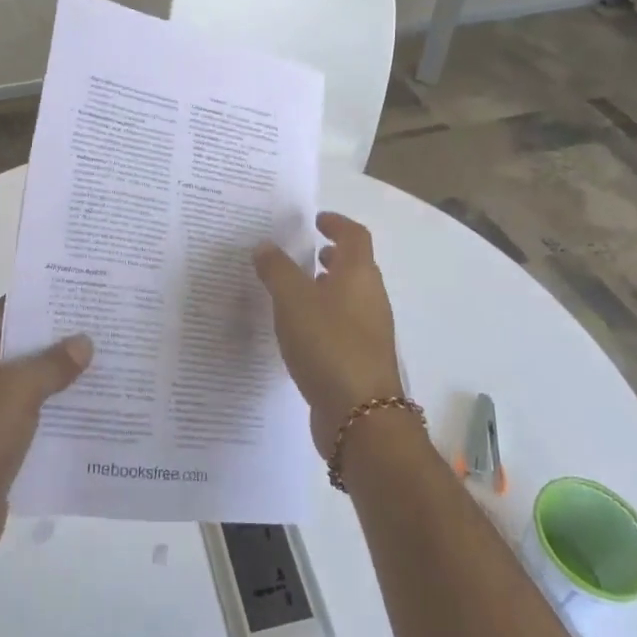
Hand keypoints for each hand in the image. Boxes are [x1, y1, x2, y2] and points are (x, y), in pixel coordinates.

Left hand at [0, 300, 92, 584]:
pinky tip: (93, 406)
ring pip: (27, 378)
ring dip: (61, 374)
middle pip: (20, 342)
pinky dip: (54, 407)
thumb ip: (53, 362)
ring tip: (109, 361)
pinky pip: (28, 411)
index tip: (89, 294)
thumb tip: (84, 341)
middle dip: (61, 337)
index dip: (48, 300)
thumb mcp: (17, 392)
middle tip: (108, 326)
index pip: (10, 308)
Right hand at [254, 212, 403, 457]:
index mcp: (359, 275)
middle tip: (303, 253)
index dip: (337, 223)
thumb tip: (266, 246)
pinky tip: (297, 332)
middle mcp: (370, 298)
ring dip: (326, 288)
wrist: (360, 416)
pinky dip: (323, 317)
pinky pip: (341, 326)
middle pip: (355, 266)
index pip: (355, 236)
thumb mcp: (292, 300)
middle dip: (331, 256)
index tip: (316, 220)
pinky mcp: (360, 361)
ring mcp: (369, 332)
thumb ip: (276, 269)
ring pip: (348, 298)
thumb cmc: (328, 344)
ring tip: (293, 291)